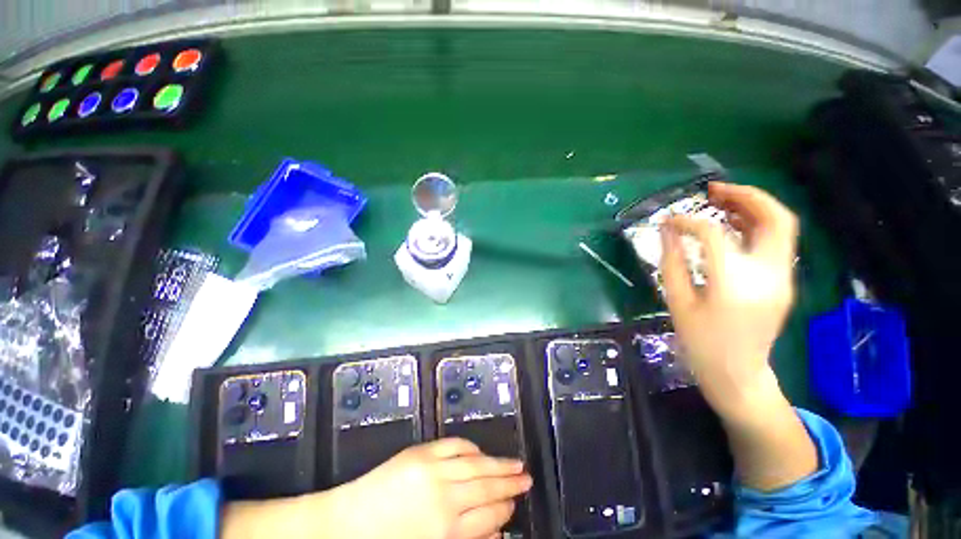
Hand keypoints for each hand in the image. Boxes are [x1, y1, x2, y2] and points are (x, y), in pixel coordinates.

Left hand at [333, 438, 531, 538]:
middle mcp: (445, 497)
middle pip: (487, 487)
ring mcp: (433, 470)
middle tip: (527, 478)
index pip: (489, 517)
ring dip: (498, 464)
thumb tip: (495, 532)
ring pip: (475, 464)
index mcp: (446, 530)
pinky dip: (470, 446)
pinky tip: (481, 450)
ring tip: (516, 463)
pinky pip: (454, 445)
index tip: (515, 504)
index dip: (506, 510)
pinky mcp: (421, 453)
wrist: (344, 524)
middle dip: (510, 484)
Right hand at [659, 182, 798, 420]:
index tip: (669, 220)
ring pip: (782, 226)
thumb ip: (672, 263)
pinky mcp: (784, 281)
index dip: (688, 222)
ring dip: (754, 206)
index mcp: (734, 284)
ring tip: (721, 200)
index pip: (713, 235)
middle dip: (745, 195)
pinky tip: (732, 224)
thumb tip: (668, 231)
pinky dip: (756, 224)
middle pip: (774, 218)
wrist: (737, 374)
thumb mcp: (677, 302)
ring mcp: (783, 278)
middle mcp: (768, 275)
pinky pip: (776, 241)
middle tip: (713, 190)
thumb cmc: (700, 342)